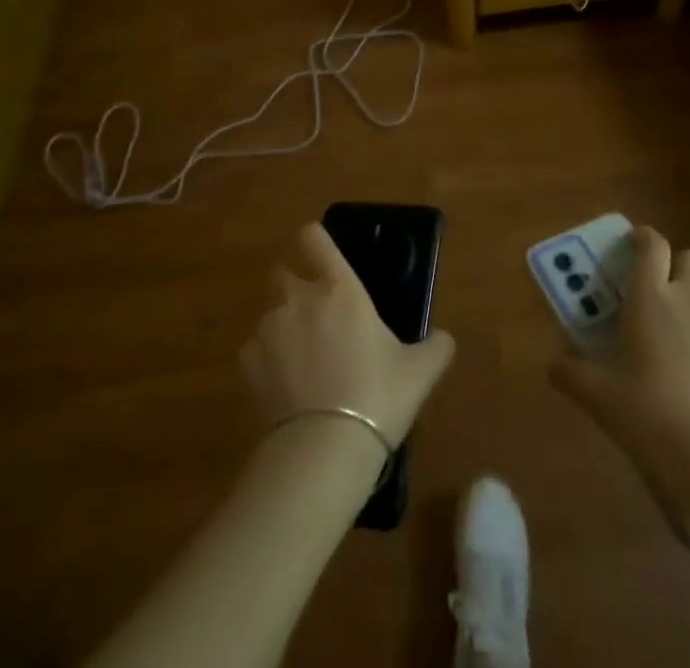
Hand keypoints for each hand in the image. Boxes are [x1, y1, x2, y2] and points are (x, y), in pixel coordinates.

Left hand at [241, 222, 456, 451]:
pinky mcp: (245, 364)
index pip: (314, 239)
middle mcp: (298, 298)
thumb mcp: (420, 372)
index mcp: (339, 288)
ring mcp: (268, 329)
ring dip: (282, 327)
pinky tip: (284, 390)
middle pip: (282, 271)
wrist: (322, 450)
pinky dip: (267, 363)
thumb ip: (436, 347)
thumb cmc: (377, 397)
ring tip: (301, 361)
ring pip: (269, 313)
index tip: (321, 251)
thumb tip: (444, 338)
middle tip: (314, 313)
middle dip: (293, 283)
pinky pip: (255, 351)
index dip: (315, 240)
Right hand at [551, 227, 689, 480]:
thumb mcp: (598, 396)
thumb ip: (571, 373)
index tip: (634, 243)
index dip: (643, 238)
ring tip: (688, 333)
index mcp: (651, 297)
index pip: (652, 246)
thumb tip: (556, 364)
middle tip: (661, 290)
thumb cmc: (649, 413)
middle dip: (678, 265)